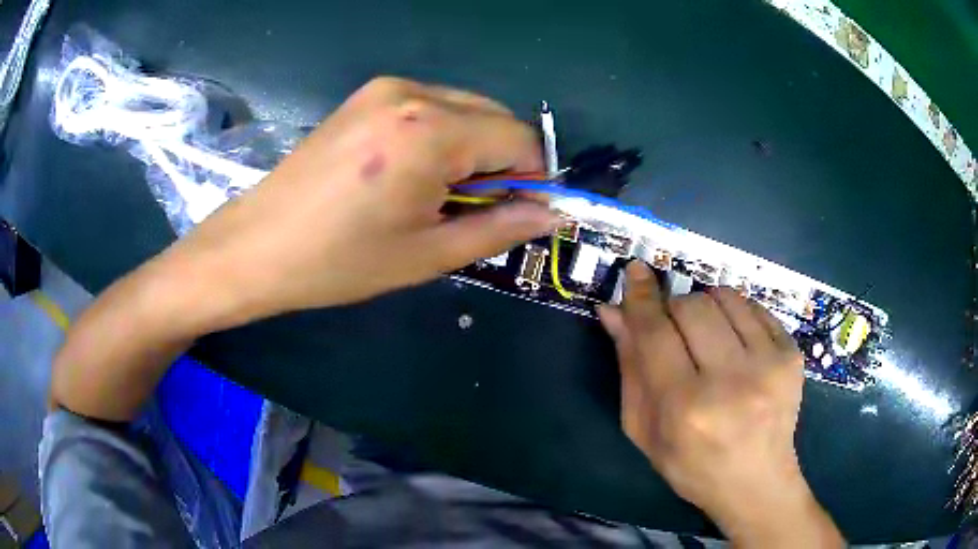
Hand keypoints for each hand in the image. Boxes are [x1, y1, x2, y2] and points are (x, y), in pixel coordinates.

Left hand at [167, 77, 558, 325]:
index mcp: (431, 131)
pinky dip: (442, 135)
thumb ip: (500, 228)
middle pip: (495, 116)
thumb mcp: (428, 254)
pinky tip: (411, 171)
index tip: (516, 212)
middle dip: (501, 161)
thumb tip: (551, 214)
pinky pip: (431, 105)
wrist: (257, 246)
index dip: (531, 177)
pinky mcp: (366, 95)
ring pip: (465, 107)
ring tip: (436, 193)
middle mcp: (413, 93)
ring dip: (472, 147)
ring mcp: (385, 88)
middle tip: (473, 208)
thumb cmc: (339, 261)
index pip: (519, 139)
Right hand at [599, 262, 842, 546]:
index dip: (640, 297)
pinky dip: (735, 313)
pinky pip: (754, 307)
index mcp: (685, 409)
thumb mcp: (645, 431)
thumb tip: (613, 312)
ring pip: (725, 298)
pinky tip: (734, 341)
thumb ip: (630, 370)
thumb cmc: (692, 466)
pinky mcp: (792, 355)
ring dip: (706, 306)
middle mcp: (730, 382)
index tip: (635, 271)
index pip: (655, 333)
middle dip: (674, 308)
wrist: (757, 482)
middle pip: (691, 306)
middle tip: (675, 331)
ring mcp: (768, 365)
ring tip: (707, 337)